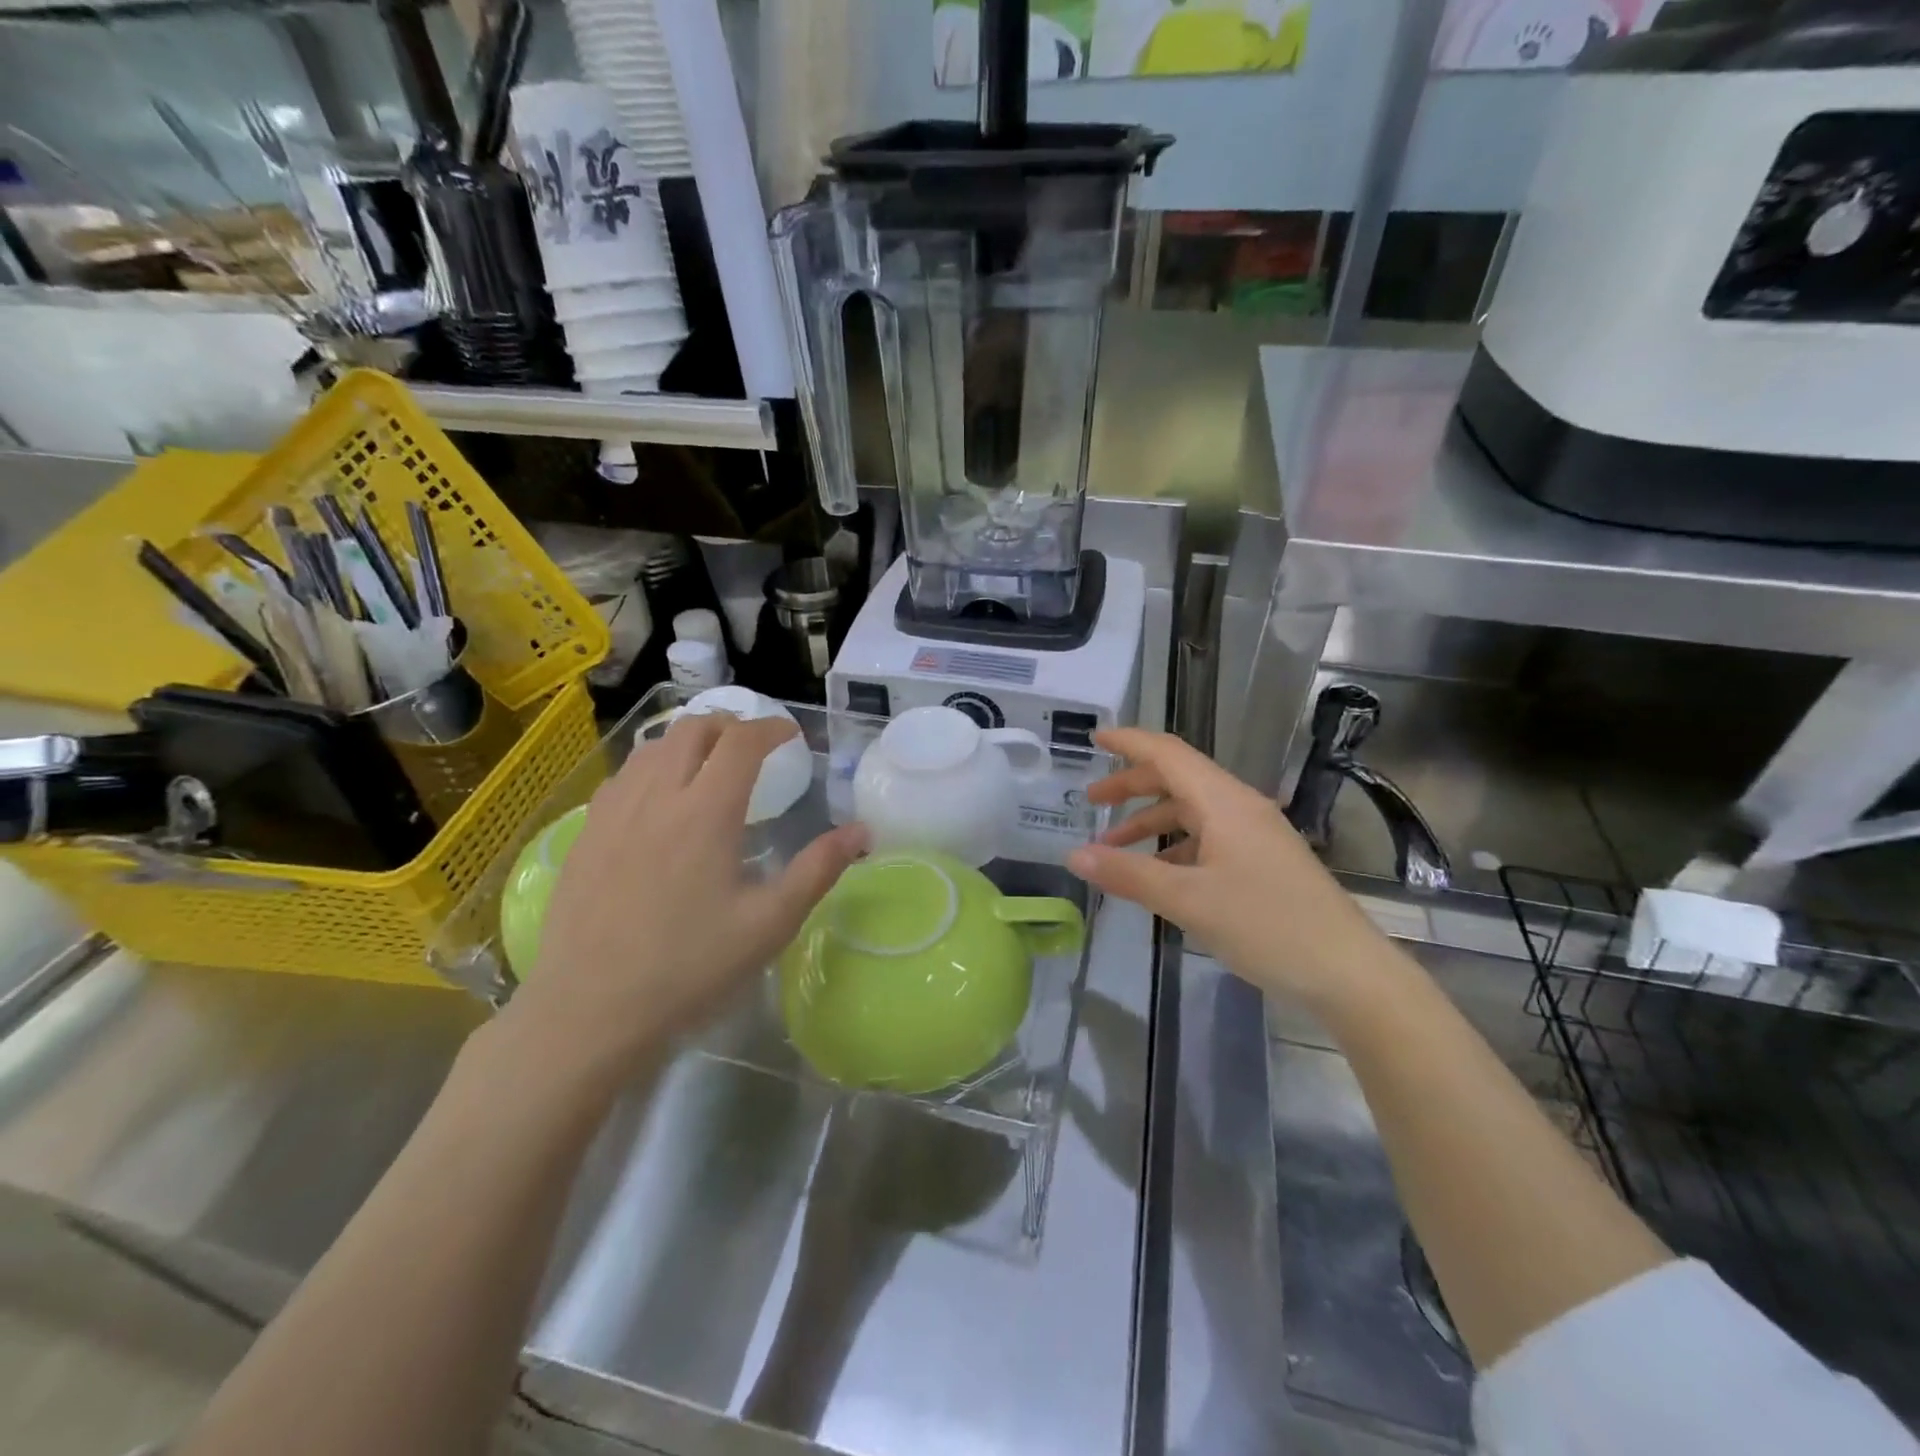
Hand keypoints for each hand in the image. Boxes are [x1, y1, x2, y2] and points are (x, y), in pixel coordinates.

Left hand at [499, 713, 865, 1090]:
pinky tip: (659, 796)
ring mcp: (614, 813)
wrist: (590, 1011)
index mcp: (706, 812)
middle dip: (730, 724)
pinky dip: (652, 765)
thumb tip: (862, 831)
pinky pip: (622, 776)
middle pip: (693, 730)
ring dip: (689, 740)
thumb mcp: (769, 923)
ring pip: (652, 747)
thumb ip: (818, 869)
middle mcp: (657, 797)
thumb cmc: (690, 968)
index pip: (741, 742)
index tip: (792, 735)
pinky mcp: (585, 834)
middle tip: (753, 745)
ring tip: (709, 762)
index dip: (771, 728)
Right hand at [1066, 728, 1391, 1011]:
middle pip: (1177, 779)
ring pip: (1191, 812)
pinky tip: (1157, 874)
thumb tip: (1074, 855)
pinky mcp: (1263, 861)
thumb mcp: (1187, 901)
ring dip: (1150, 821)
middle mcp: (1239, 807)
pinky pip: (1208, 838)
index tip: (1094, 739)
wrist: (1348, 972)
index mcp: (1223, 802)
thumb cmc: (1267, 926)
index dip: (1129, 743)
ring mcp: (1255, 835)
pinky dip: (1174, 846)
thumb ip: (1127, 874)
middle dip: (1131, 786)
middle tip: (1091, 802)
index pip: (1168, 754)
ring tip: (1113, 846)